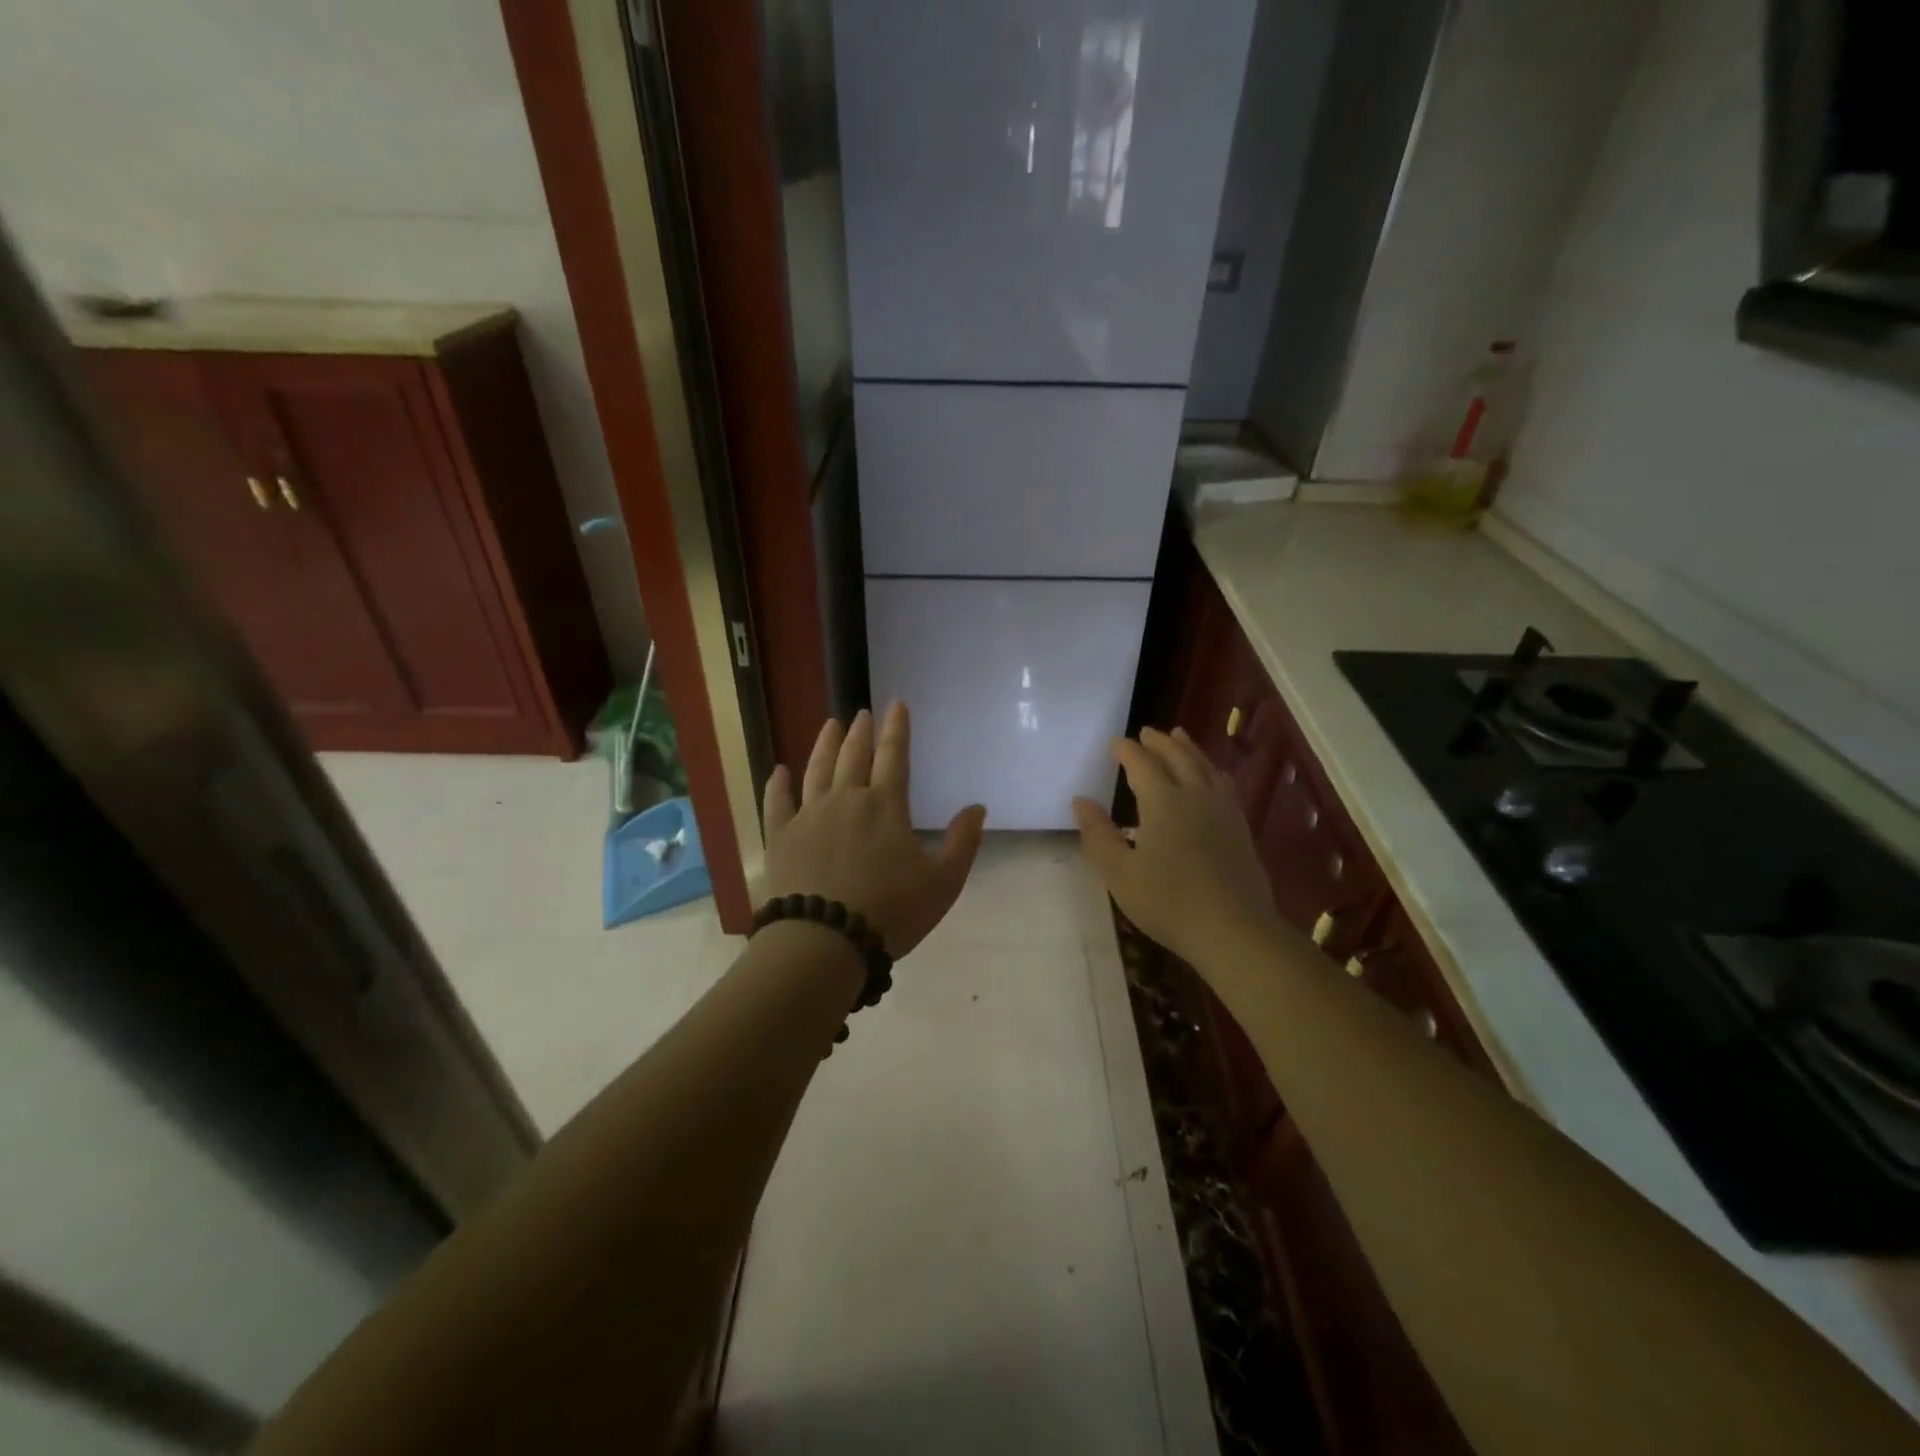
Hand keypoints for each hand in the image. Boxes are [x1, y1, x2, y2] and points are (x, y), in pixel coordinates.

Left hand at [762, 703, 986, 956]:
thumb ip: (962, 842)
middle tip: (861, 713)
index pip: (894, 756)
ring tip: (829, 725)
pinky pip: (777, 803)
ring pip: (817, 770)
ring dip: (824, 744)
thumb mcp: (942, 882)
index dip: (897, 728)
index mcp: (885, 806)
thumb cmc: (890, 912)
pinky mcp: (779, 838)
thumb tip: (977, 807)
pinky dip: (778, 784)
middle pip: (853, 756)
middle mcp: (845, 800)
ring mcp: (808, 816)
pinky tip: (779, 771)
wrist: (824, 942)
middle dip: (860, 732)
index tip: (896, 704)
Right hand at [1073, 726, 1280, 968]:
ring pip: (1204, 766)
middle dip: (1159, 742)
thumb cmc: (1168, 902)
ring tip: (1179, 736)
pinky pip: (1224, 783)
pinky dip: (1211, 769)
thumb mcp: (1119, 873)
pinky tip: (1212, 776)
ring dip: (1188, 748)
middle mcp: (1194, 795)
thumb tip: (1081, 801)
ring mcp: (1223, 809)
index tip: (1114, 743)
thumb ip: (1098, 835)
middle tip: (1146, 732)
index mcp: (1163, 802)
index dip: (1126, 751)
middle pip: (1177, 756)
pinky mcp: (1240, 827)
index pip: (1141, 764)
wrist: (1234, 929)